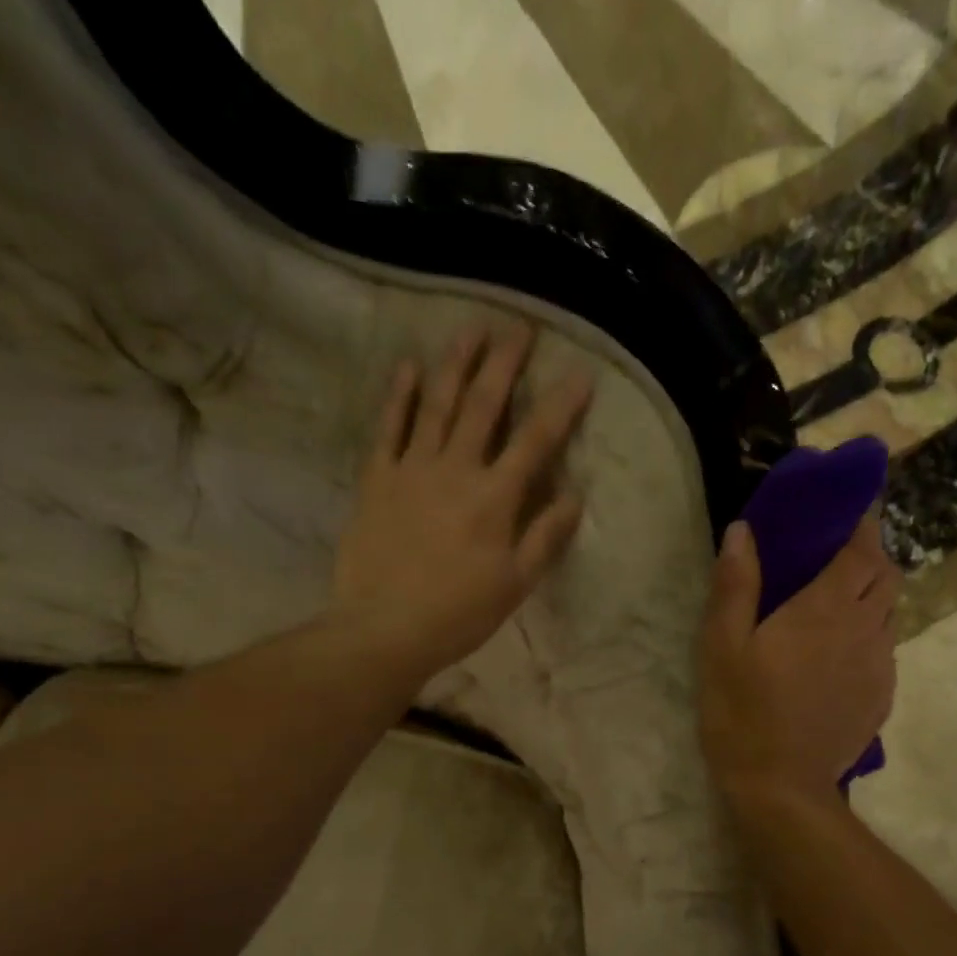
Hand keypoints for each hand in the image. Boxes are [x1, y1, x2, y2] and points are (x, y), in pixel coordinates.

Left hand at [332, 326, 591, 675]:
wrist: (384, 629)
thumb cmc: (458, 614)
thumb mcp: (515, 585)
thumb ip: (545, 537)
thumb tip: (574, 496)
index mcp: (495, 498)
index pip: (535, 441)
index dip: (561, 406)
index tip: (579, 373)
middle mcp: (455, 470)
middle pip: (484, 406)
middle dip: (504, 363)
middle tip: (518, 326)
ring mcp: (411, 470)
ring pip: (436, 404)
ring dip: (455, 364)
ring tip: (470, 328)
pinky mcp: (377, 480)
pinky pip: (388, 428)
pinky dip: (398, 396)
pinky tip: (407, 366)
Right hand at [699, 517, 899, 802]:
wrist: (782, 787)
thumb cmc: (742, 712)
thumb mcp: (721, 646)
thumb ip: (735, 585)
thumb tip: (744, 529)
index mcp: (825, 609)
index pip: (861, 549)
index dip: (861, 524)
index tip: (848, 510)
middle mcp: (864, 629)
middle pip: (886, 576)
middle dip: (869, 556)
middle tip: (836, 556)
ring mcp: (879, 665)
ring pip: (889, 613)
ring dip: (870, 596)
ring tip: (836, 604)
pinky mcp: (882, 697)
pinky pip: (885, 649)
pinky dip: (869, 635)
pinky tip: (839, 655)